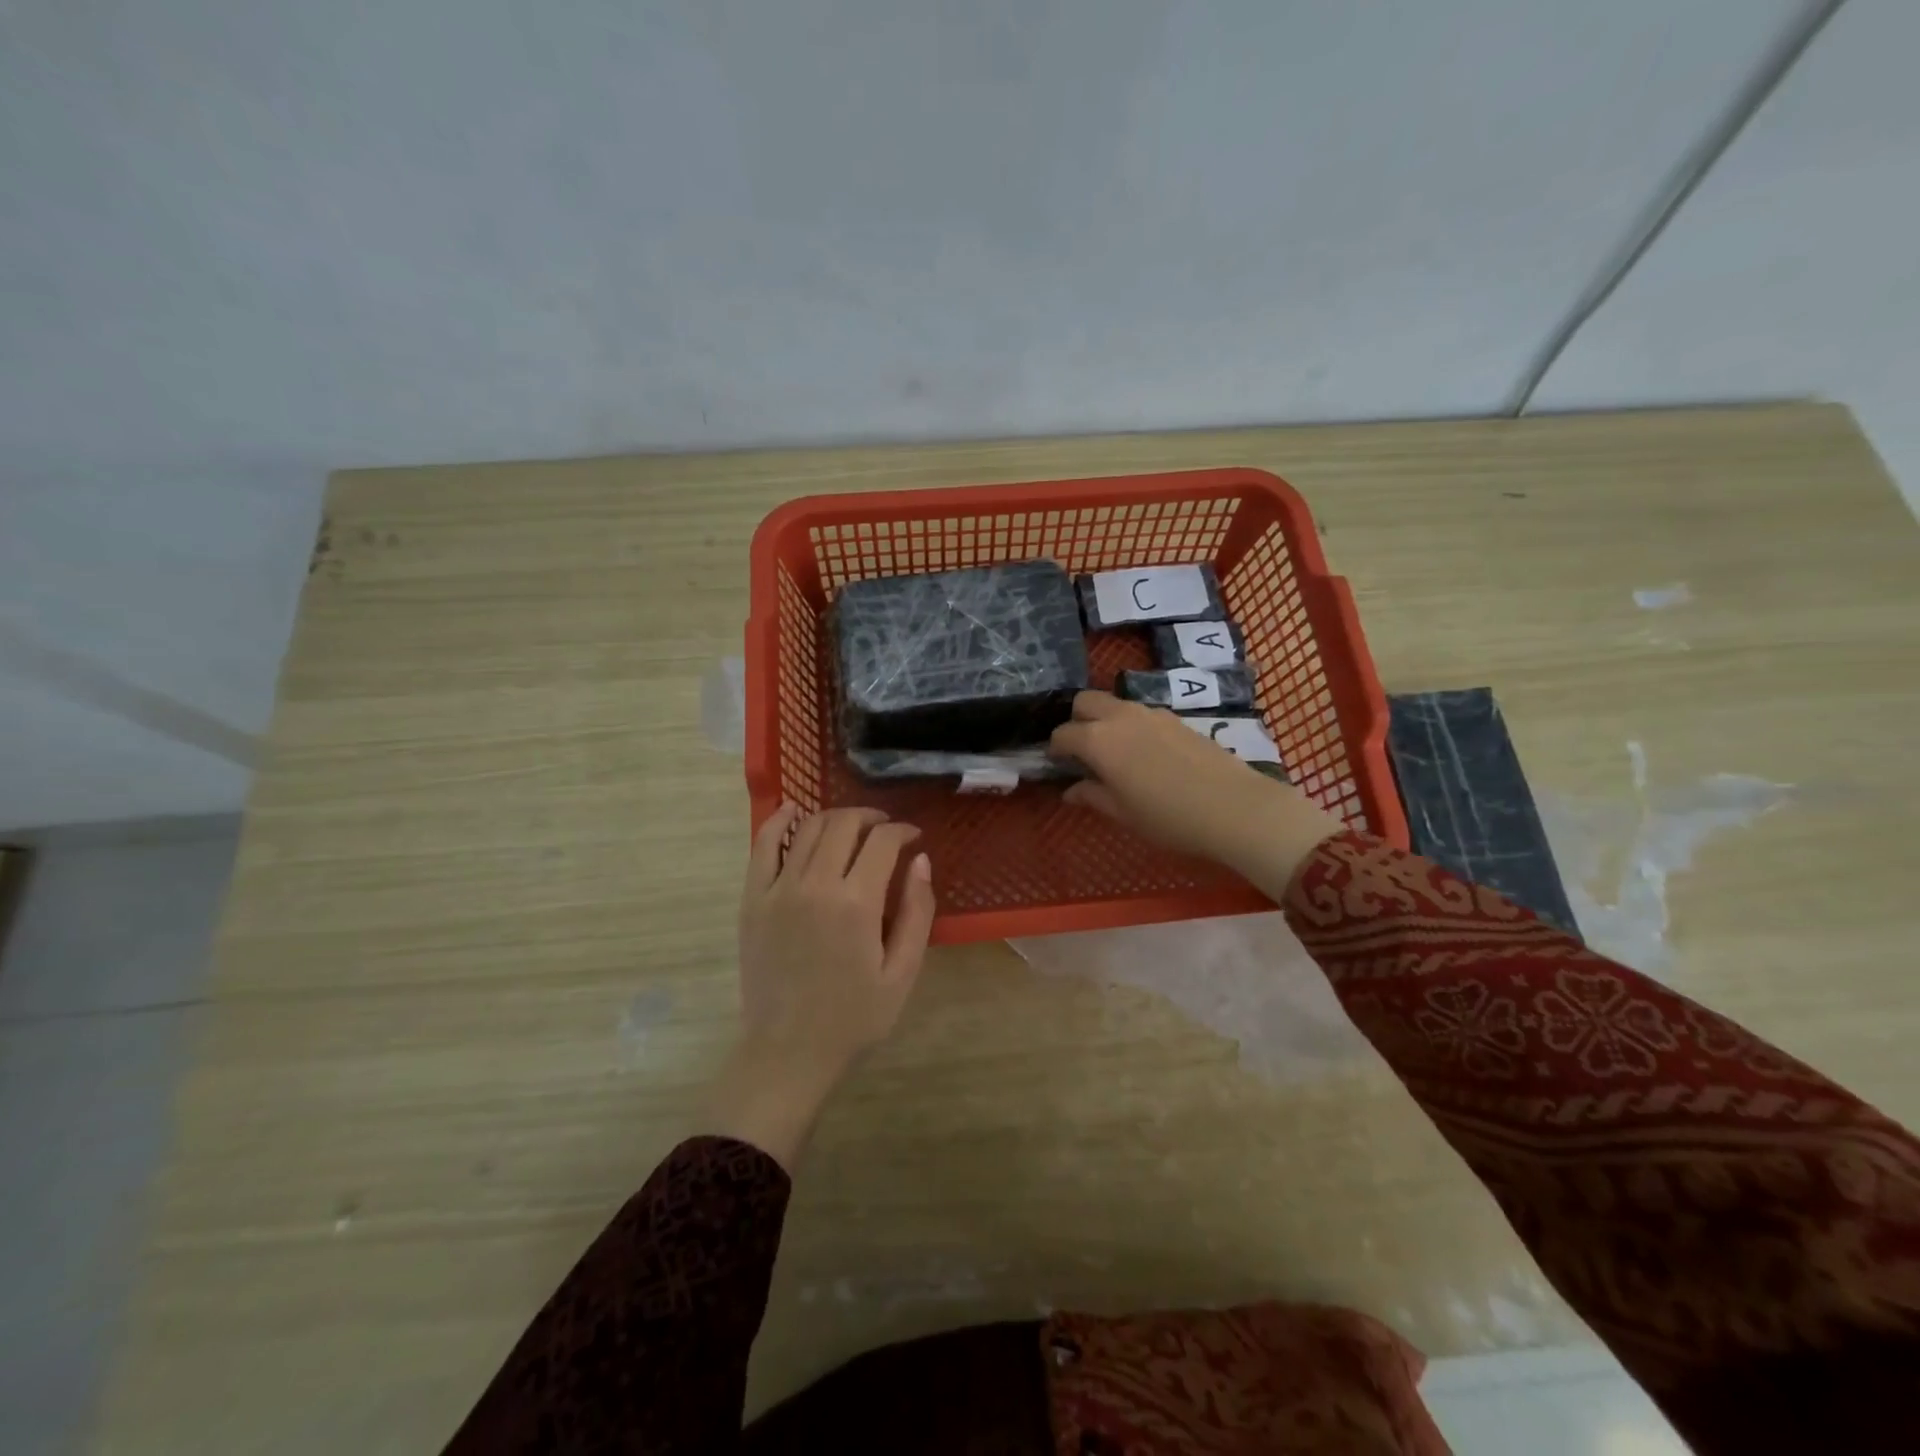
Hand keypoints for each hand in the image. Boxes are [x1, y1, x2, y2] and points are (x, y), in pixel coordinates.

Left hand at [706, 804, 935, 1168]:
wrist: (789, 1051)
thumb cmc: (854, 1017)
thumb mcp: (903, 972)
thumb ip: (918, 912)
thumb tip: (921, 860)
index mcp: (857, 903)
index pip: (883, 841)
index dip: (903, 831)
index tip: (913, 838)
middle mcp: (816, 885)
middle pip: (845, 824)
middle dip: (871, 818)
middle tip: (886, 830)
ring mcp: (778, 889)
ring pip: (808, 828)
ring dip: (835, 817)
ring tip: (851, 828)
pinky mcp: (753, 899)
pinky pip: (763, 845)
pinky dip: (779, 821)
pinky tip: (793, 811)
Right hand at [1048, 691, 1342, 891]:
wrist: (1235, 808)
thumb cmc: (1169, 817)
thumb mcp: (1123, 813)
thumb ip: (1092, 796)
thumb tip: (1070, 791)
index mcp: (1099, 740)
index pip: (1063, 734)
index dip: (1055, 749)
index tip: (1057, 764)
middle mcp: (1120, 717)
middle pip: (1085, 701)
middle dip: (1076, 720)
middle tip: (1082, 750)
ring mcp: (1151, 713)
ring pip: (1115, 703)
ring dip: (1105, 720)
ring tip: (1114, 752)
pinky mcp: (1176, 718)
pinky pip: (1140, 713)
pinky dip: (1131, 725)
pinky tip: (1145, 753)